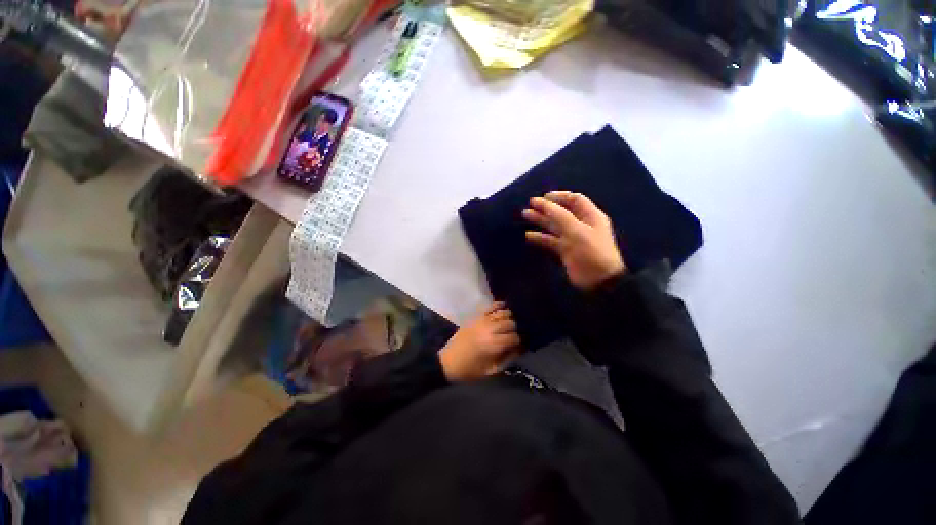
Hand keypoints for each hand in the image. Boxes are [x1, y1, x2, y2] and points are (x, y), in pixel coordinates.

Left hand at [439, 303, 520, 381]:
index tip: (518, 345)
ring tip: (510, 323)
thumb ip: (507, 359)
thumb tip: (520, 349)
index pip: (514, 337)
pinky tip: (504, 307)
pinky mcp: (476, 317)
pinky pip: (490, 307)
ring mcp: (482, 321)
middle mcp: (489, 329)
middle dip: (515, 329)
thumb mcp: (491, 371)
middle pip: (510, 323)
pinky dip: (498, 305)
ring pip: (502, 313)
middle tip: (513, 335)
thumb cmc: (470, 370)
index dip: (519, 342)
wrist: (448, 362)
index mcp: (493, 345)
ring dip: (509, 318)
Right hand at [523, 191, 625, 290]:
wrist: (598, 280)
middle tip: (530, 204)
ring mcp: (573, 238)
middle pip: (562, 212)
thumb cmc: (590, 251)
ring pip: (554, 225)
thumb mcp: (576, 230)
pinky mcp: (565, 251)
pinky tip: (528, 235)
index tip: (543, 197)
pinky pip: (551, 240)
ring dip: (541, 220)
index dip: (559, 196)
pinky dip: (540, 237)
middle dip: (546, 207)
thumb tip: (542, 202)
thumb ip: (559, 215)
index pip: (574, 200)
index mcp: (590, 216)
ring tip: (526, 215)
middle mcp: (581, 225)